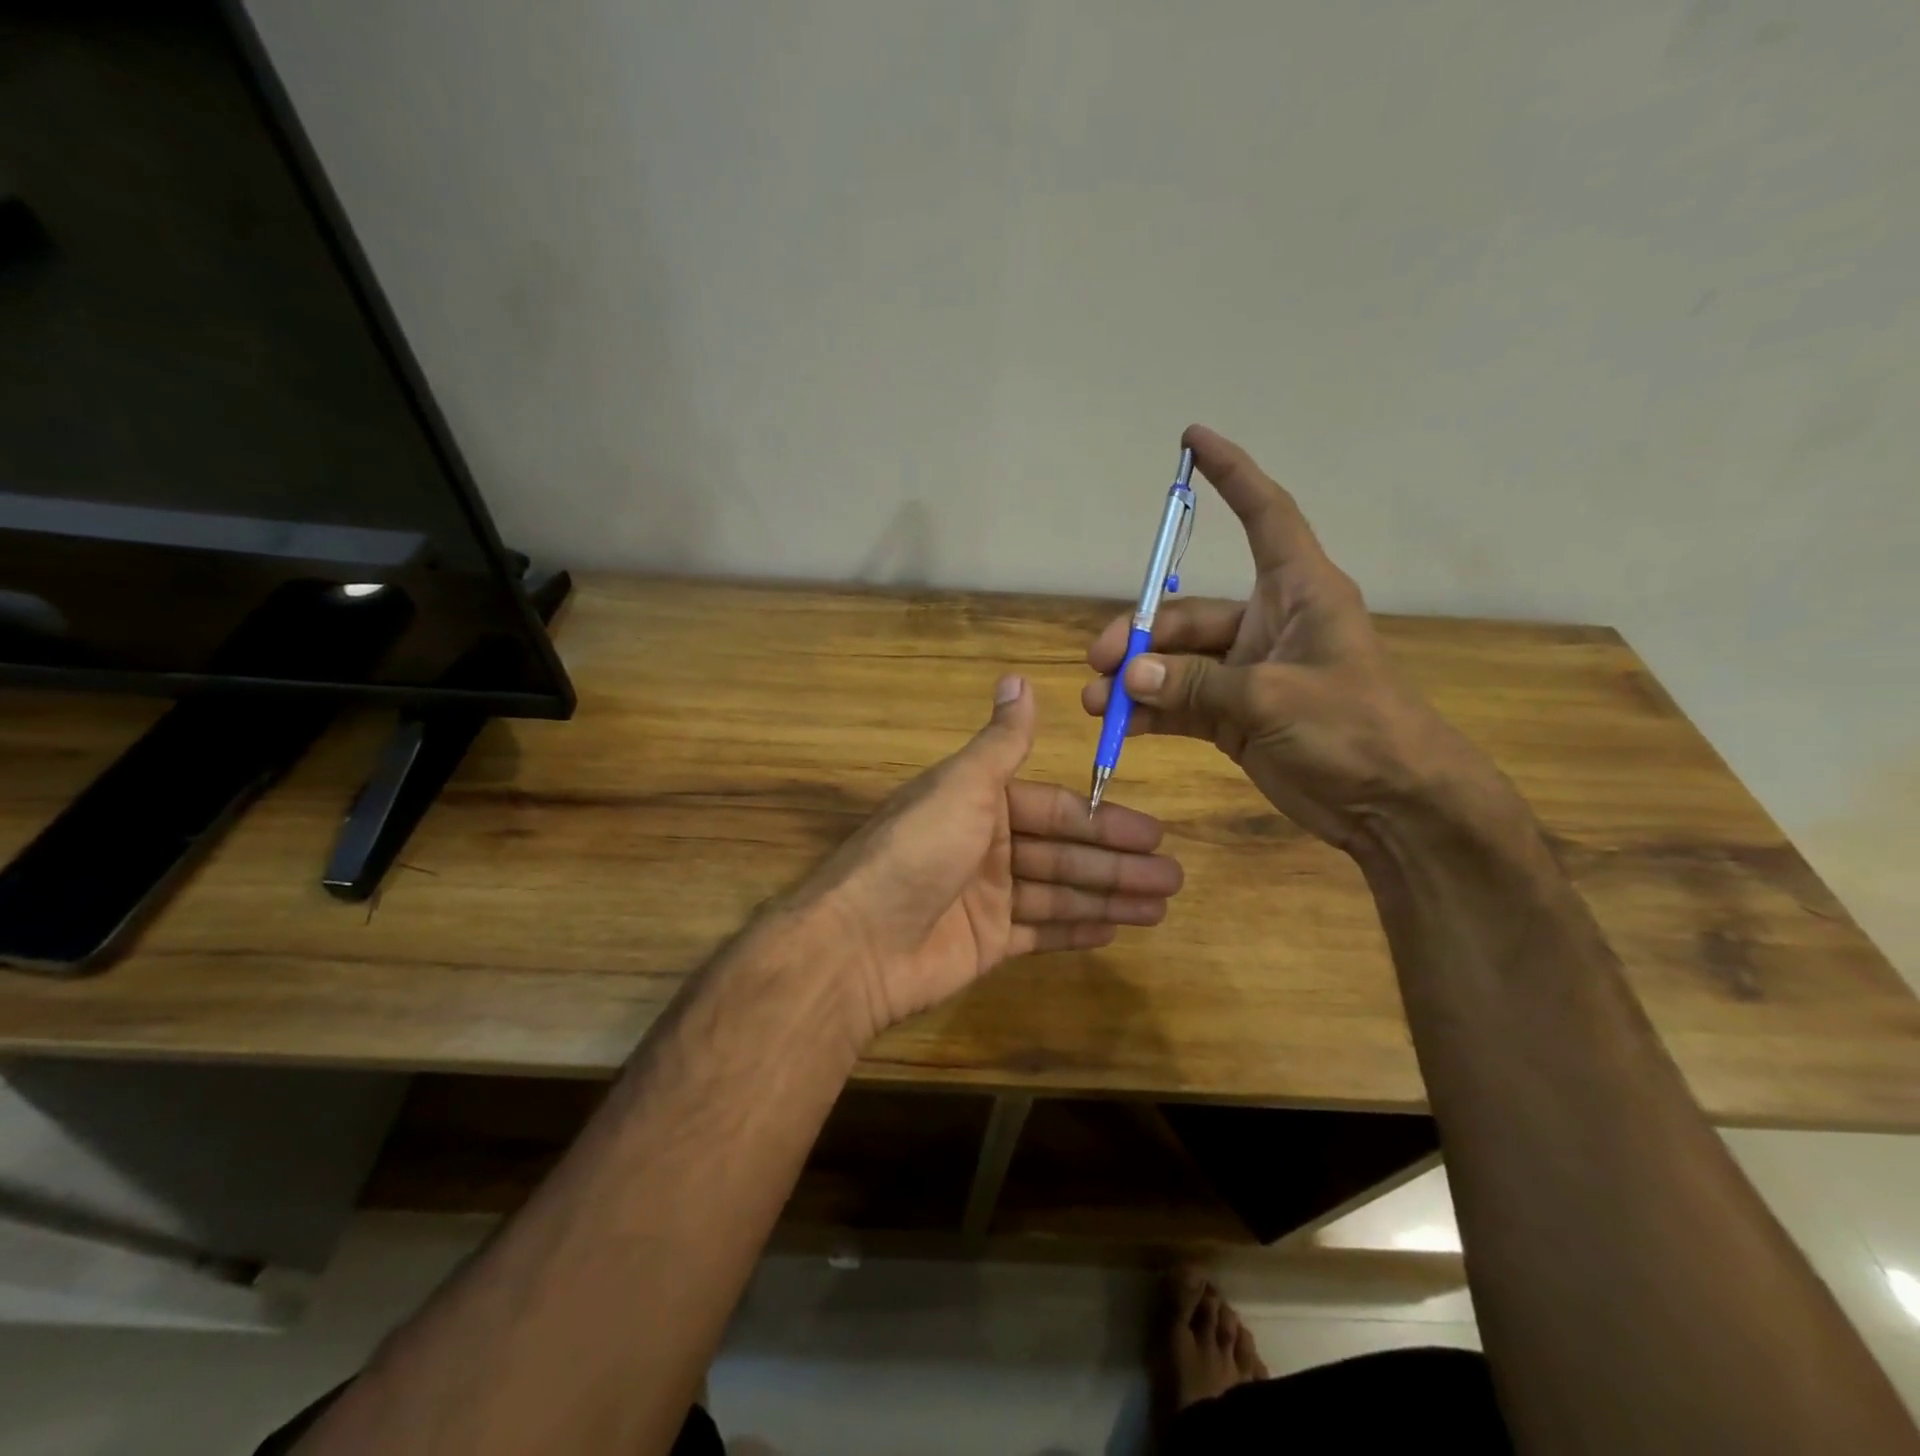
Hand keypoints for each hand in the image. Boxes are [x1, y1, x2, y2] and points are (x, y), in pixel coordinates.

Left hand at [794, 674, 1183, 1045]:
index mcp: (981, 804)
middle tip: (1172, 876)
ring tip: (1160, 906)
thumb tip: (1017, 677)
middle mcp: (987, 846)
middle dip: (1117, 864)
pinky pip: (1040, 931)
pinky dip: (1075, 929)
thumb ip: (1000, 742)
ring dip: (1109, 897)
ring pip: (1060, 893)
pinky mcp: (986, 943)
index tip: (1152, 833)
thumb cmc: (916, 852)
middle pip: (1064, 853)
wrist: (857, 942)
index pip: (1055, 809)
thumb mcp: (961, 786)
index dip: (1102, 821)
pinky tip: (1115, 930)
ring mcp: (987, 898)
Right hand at [1083, 424, 1496, 857]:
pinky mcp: (1234, 716)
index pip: (1264, 516)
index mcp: (1298, 593)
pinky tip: (1122, 726)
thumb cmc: (1356, 730)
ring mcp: (1247, 674)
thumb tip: (1129, 677)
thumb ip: (1197, 685)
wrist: (1393, 806)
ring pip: (1177, 664)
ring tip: (1098, 703)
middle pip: (1189, 614)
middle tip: (1100, 664)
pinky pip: (1181, 703)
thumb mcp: (1275, 699)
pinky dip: (1151, 713)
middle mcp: (1268, 625)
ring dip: (1136, 681)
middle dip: (1141, 637)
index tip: (1193, 439)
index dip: (1232, 475)